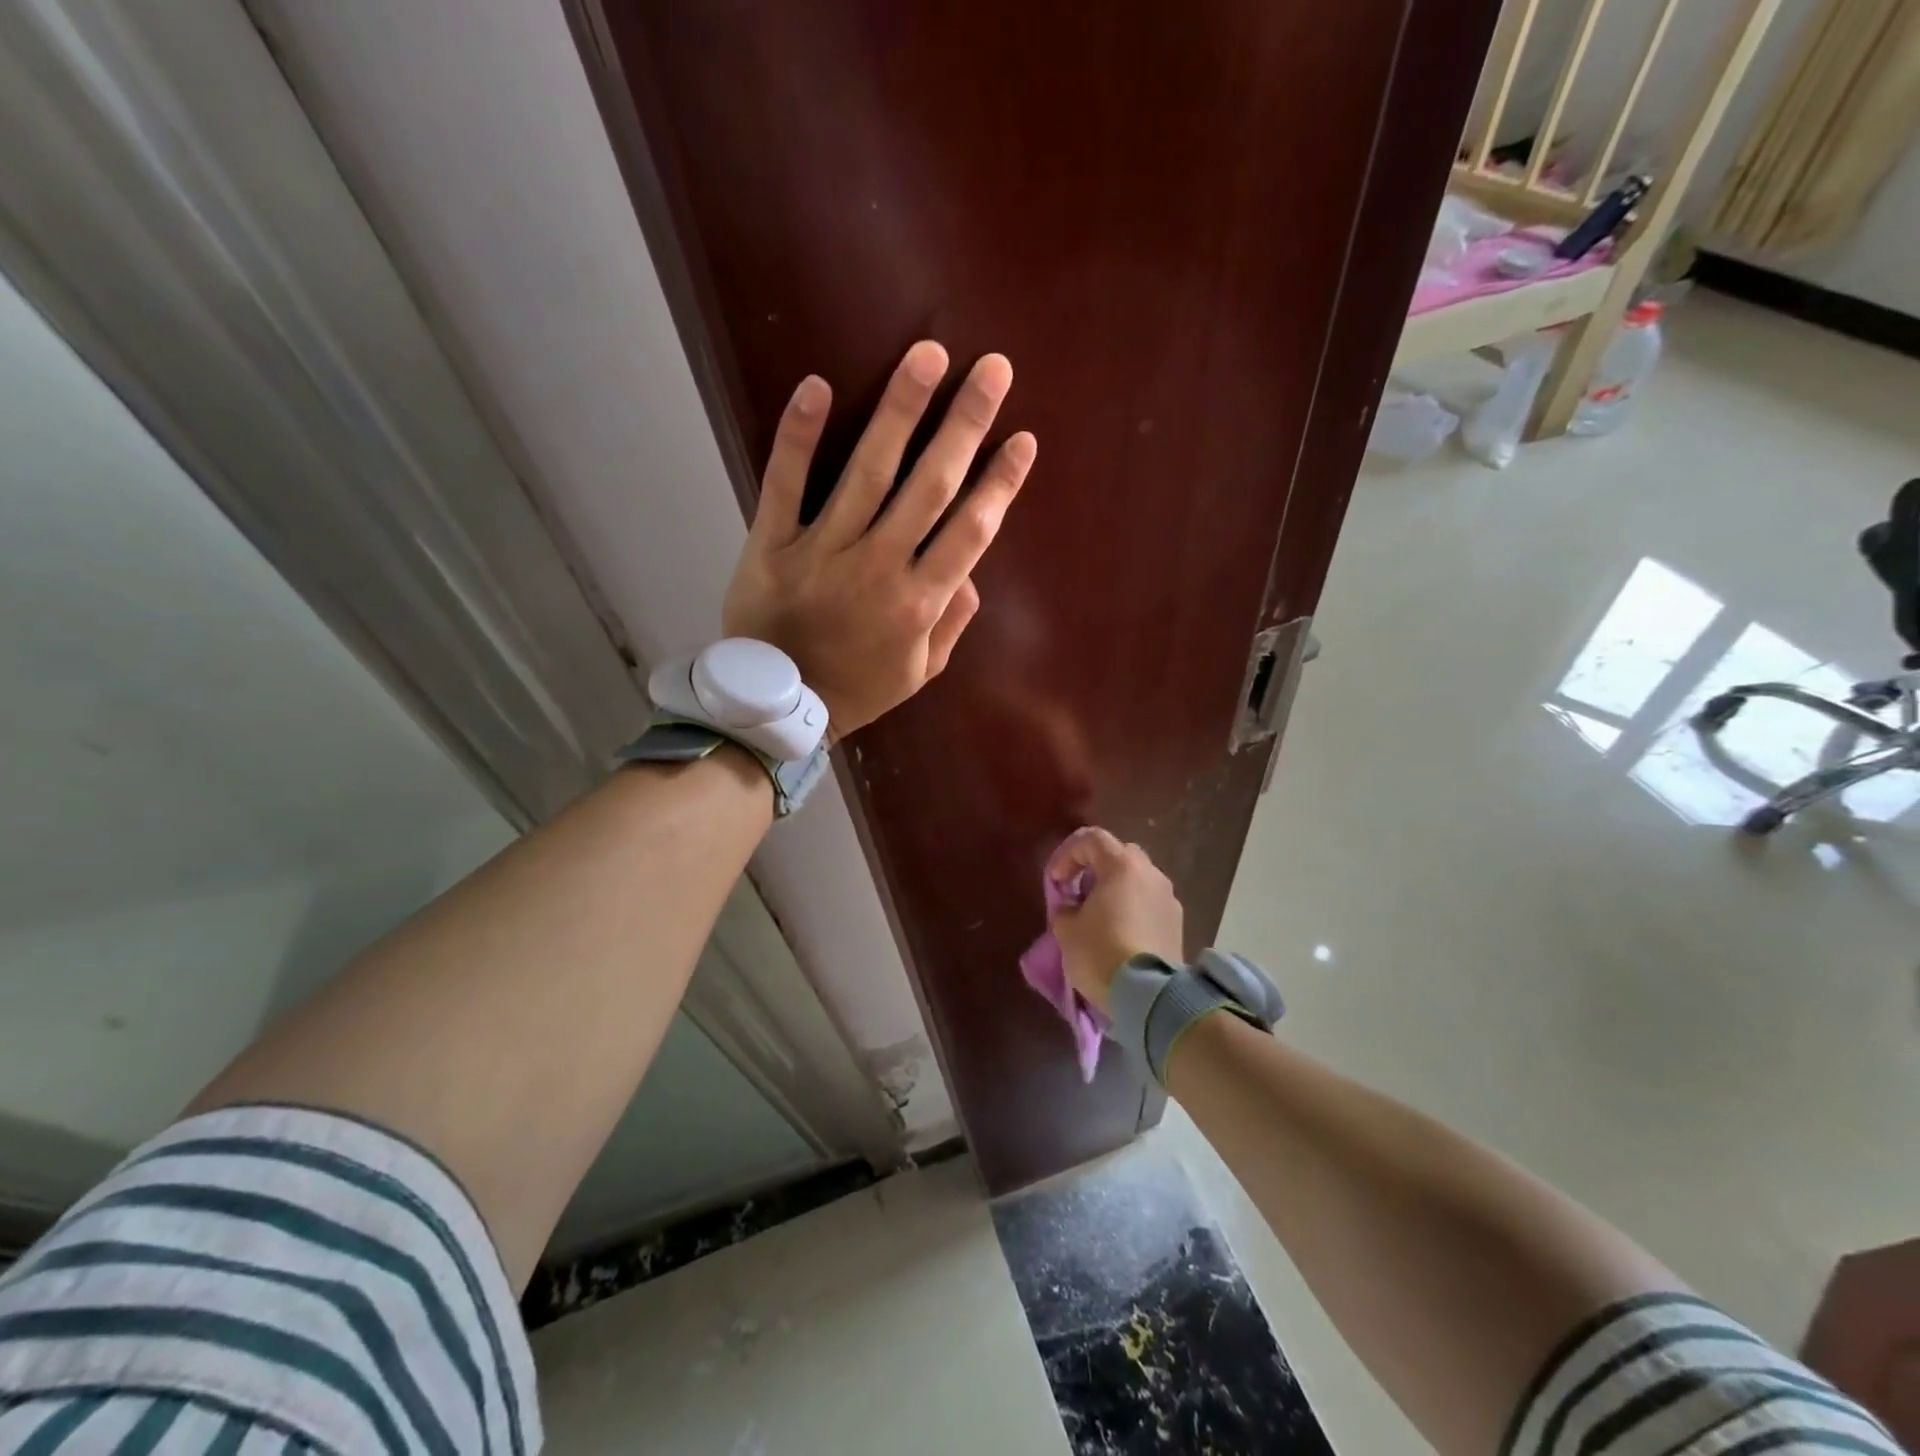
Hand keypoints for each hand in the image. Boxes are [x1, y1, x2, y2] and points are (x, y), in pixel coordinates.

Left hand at [723, 341, 1036, 737]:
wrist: (778, 709)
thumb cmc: (857, 690)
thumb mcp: (920, 671)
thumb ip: (952, 622)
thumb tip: (971, 571)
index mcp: (919, 602)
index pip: (971, 530)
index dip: (1001, 483)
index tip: (1022, 440)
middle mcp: (879, 568)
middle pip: (930, 486)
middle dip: (965, 424)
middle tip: (992, 369)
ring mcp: (822, 552)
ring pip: (867, 472)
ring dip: (900, 410)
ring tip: (927, 355)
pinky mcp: (771, 545)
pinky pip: (784, 485)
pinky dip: (798, 437)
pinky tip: (816, 385)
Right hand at [1045, 828, 1183, 1011]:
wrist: (1148, 995)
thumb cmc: (1100, 952)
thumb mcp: (1066, 929)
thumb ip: (1065, 907)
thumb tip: (1074, 906)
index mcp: (1122, 866)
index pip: (1092, 839)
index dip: (1067, 854)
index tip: (1056, 881)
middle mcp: (1151, 874)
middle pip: (1119, 855)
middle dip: (1094, 868)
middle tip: (1078, 892)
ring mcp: (1169, 899)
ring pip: (1137, 880)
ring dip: (1116, 889)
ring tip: (1098, 915)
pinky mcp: (1177, 924)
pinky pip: (1149, 904)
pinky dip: (1132, 909)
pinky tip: (1119, 933)